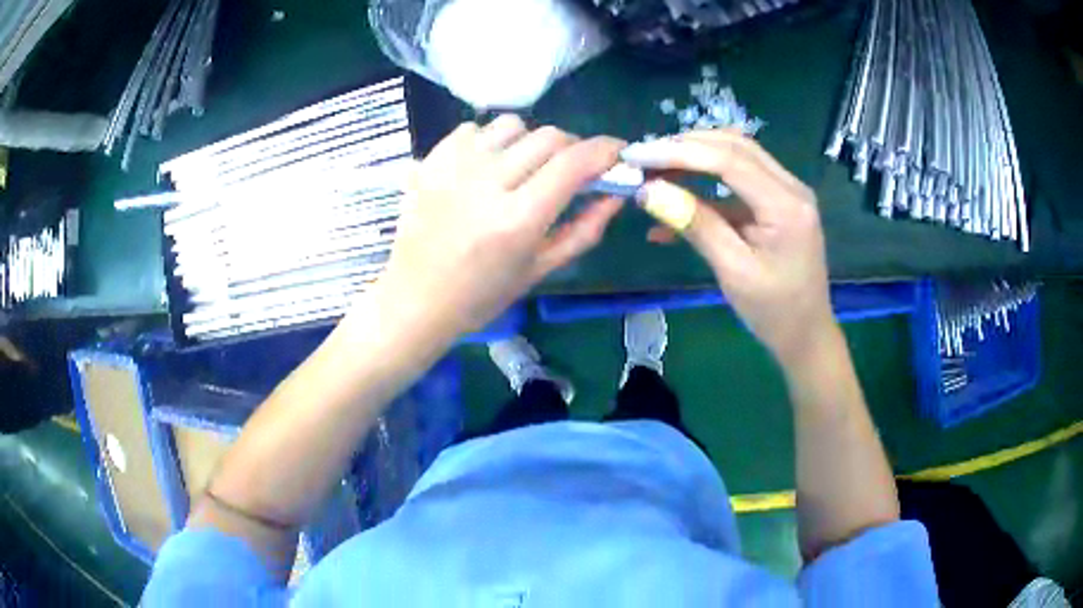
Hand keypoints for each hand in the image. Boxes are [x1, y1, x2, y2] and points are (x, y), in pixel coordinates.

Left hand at [369, 116, 624, 339]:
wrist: (415, 298)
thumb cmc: (482, 295)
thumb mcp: (541, 269)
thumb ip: (584, 230)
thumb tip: (616, 194)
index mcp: (517, 219)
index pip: (573, 163)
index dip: (604, 150)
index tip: (618, 152)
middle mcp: (487, 183)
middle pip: (548, 137)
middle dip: (572, 148)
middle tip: (571, 169)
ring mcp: (454, 167)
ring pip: (513, 124)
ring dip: (531, 140)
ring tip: (524, 166)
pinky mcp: (431, 160)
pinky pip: (474, 128)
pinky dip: (491, 140)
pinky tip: (487, 166)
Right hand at [624, 129, 834, 364]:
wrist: (806, 334)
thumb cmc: (774, 312)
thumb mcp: (733, 271)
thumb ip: (695, 224)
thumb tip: (648, 191)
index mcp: (786, 205)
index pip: (728, 160)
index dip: (679, 152)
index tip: (637, 156)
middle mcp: (791, 187)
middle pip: (733, 146)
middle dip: (685, 147)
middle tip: (643, 159)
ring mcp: (786, 192)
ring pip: (736, 155)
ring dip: (694, 158)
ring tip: (654, 170)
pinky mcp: (777, 202)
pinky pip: (738, 181)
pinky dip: (705, 184)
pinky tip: (674, 201)